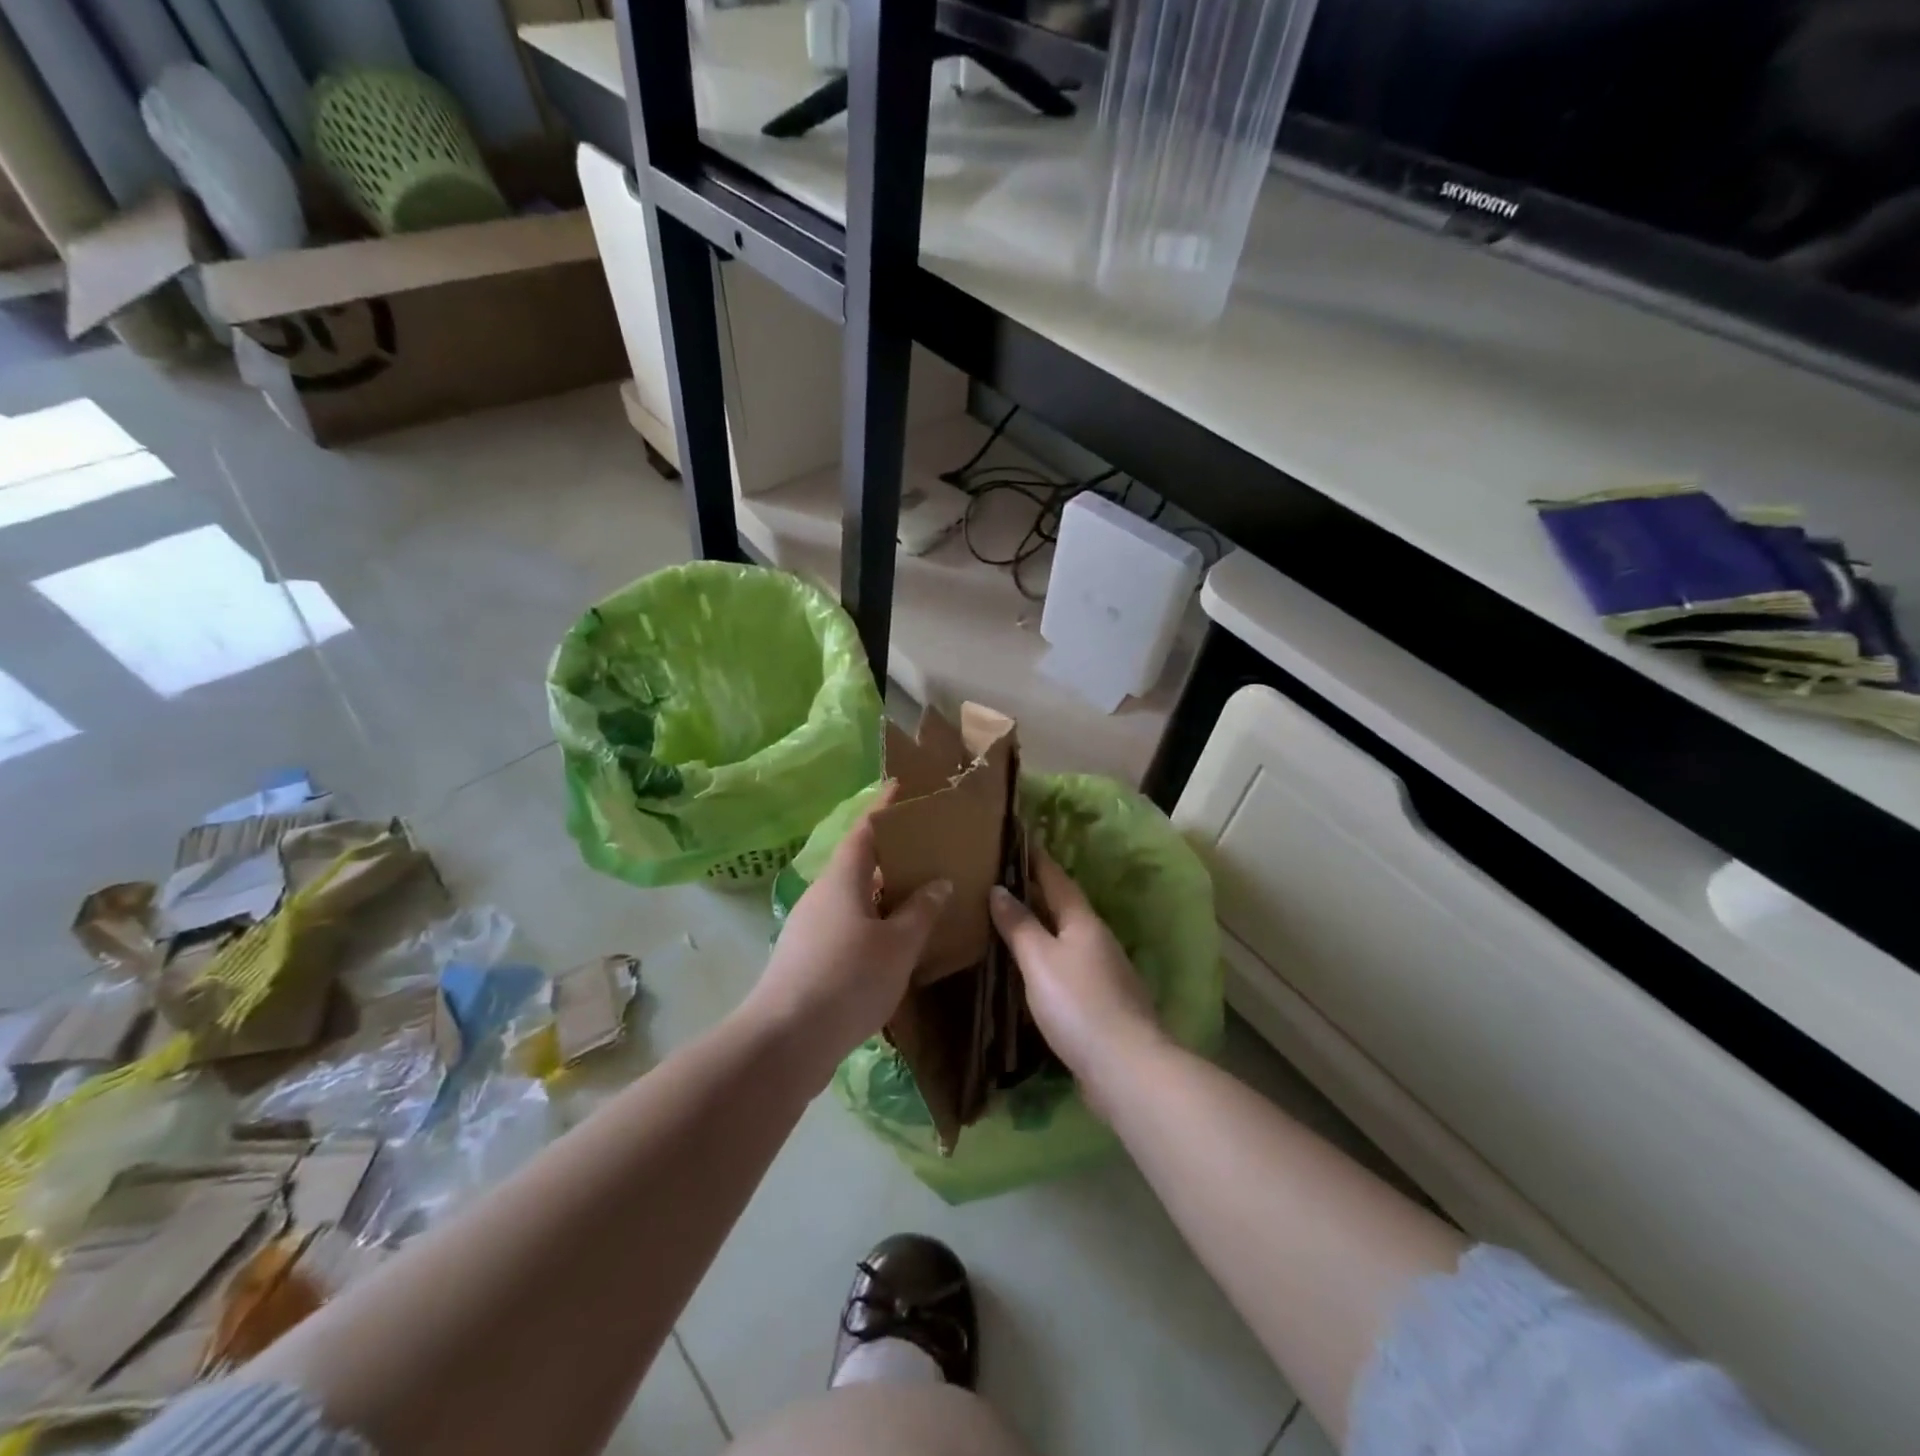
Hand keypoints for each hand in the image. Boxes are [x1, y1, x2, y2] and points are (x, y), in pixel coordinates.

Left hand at [743, 788, 950, 1080]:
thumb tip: (939, 882)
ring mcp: (811, 928)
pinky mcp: (808, 958)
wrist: (786, 1041)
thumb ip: (921, 911)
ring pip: (854, 897)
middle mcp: (822, 895)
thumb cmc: (847, 979)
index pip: (865, 829)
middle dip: (890, 853)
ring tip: (920, 895)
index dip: (885, 807)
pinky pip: (848, 926)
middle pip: (858, 862)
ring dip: (883, 893)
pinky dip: (873, 923)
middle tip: (927, 848)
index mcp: (841, 879)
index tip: (902, 787)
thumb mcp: (897, 945)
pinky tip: (896, 942)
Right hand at [990, 848, 1168, 1112]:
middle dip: (1036, 890)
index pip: (1056, 878)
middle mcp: (1097, 940)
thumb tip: (999, 888)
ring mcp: (1103, 972)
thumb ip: (1018, 924)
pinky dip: (1046, 959)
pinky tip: (1030, 970)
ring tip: (1009, 920)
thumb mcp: (1039, 960)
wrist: (1125, 1068)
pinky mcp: (1101, 1003)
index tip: (1019, 836)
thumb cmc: (1077, 1004)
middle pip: (1063, 906)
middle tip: (1002, 878)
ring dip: (1041, 926)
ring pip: (1066, 938)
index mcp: (1083, 922)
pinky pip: (1067, 967)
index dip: (1036, 857)